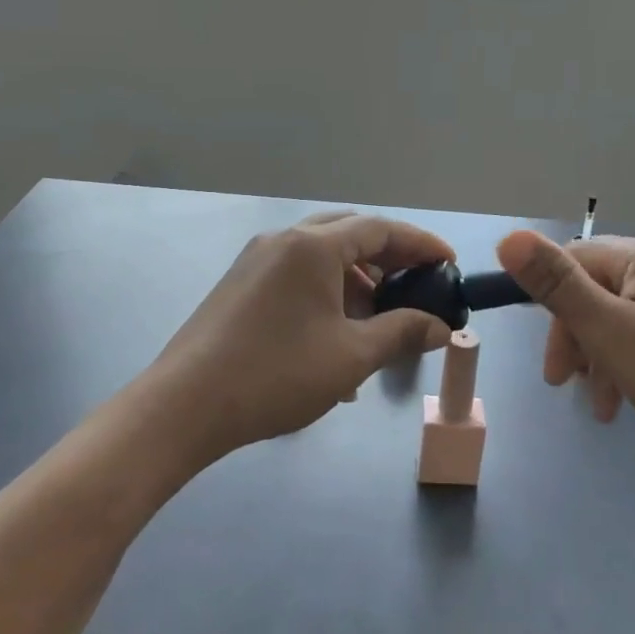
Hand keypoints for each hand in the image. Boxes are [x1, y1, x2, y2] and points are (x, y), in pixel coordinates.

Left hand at [148, 213, 454, 462]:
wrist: (185, 405)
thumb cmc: (277, 374)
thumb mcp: (350, 357)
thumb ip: (401, 333)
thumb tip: (440, 327)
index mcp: (313, 246)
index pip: (380, 228)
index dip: (420, 243)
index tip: (449, 263)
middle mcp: (284, 240)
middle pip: (349, 233)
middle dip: (388, 258)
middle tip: (416, 285)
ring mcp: (256, 260)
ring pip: (320, 255)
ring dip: (355, 279)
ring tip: (378, 319)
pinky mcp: (240, 284)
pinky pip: (296, 274)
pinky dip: (325, 291)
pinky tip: (335, 335)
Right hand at [496, 230, 634, 486]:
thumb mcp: (608, 333)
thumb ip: (556, 284)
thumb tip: (509, 237)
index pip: (576, 262)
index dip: (553, 310)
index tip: (553, 368)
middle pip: (602, 288)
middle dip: (580, 338)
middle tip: (570, 387)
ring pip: (630, 313)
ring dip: (606, 354)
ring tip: (605, 405)